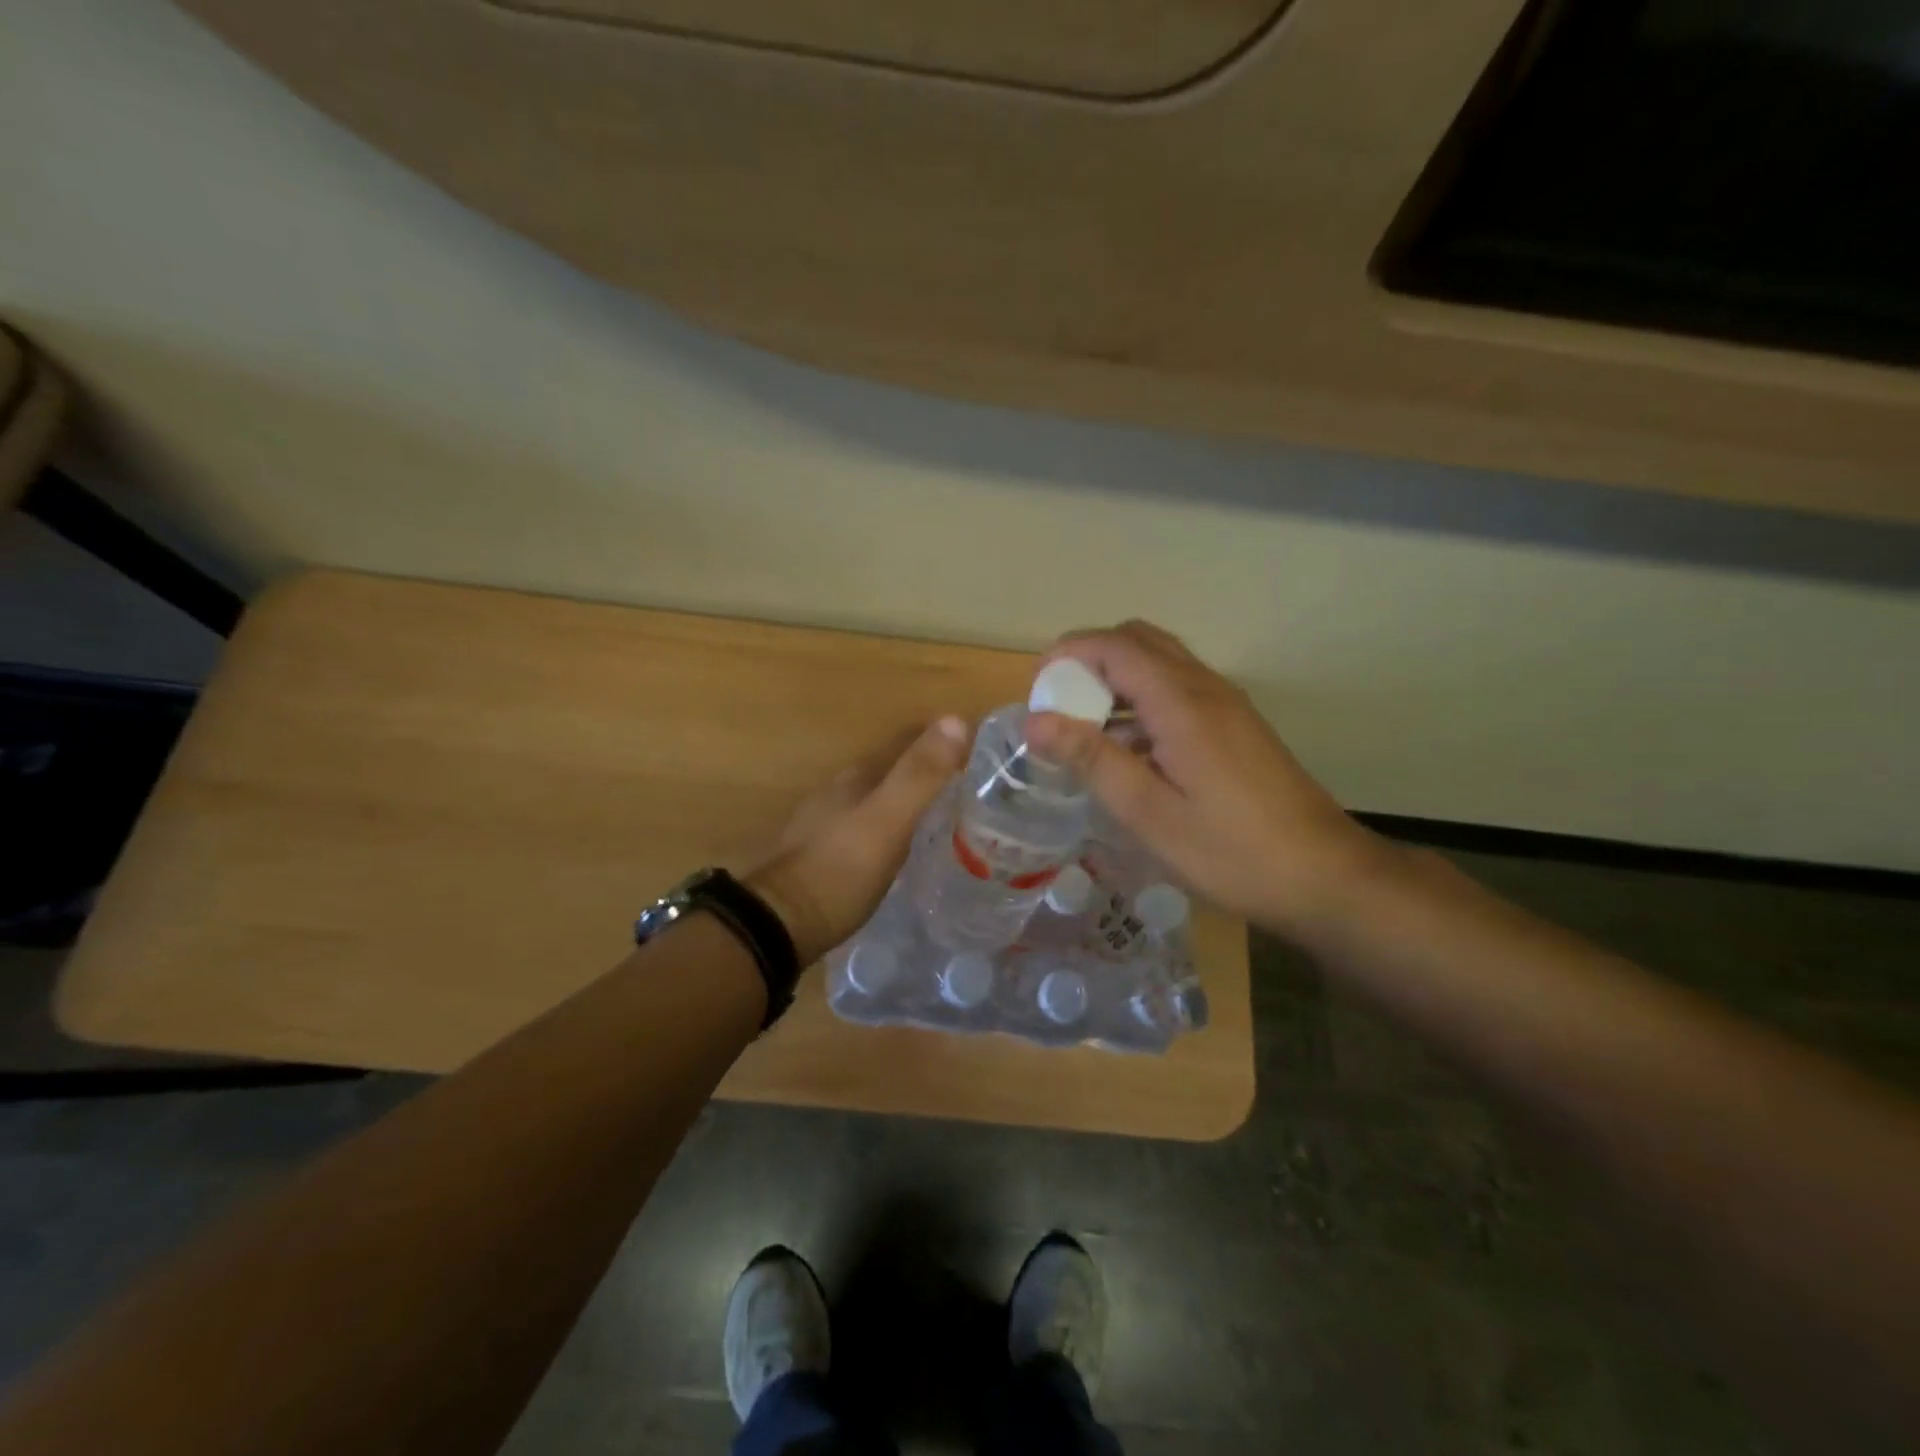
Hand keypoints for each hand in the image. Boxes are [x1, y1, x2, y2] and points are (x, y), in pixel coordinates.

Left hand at [746, 717, 969, 965]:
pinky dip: (893, 830)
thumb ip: (919, 774)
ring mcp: (827, 825)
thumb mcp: (888, 820)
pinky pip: (869, 830)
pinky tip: (906, 848)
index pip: (904, 743)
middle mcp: (839, 793)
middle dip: (927, 773)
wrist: (782, 925)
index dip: (940, 741)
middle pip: (891, 771)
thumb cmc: (840, 869)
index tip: (978, 749)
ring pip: (878, 801)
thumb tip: (956, 719)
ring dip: (910, 802)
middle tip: (972, 786)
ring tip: (947, 817)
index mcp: (856, 777)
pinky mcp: (824, 857)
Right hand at [1025, 621, 1394, 937]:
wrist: (1326, 876)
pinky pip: (1179, 691)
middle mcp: (1206, 688)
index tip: (1036, 691)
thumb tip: (1036, 720)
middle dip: (1090, 660)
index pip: (1116, 646)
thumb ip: (1093, 759)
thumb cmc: (1231, 851)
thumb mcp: (1149, 813)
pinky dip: (1143, 701)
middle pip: (1140, 641)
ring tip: (1085, 731)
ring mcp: (1227, 705)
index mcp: (1182, 702)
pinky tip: (1130, 753)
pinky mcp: (1237, 727)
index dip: (1068, 654)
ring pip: (1161, 663)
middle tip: (1060, 706)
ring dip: (1117, 681)